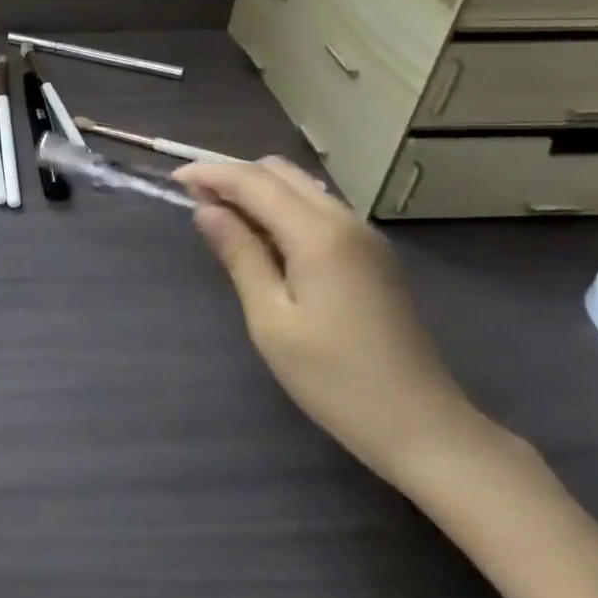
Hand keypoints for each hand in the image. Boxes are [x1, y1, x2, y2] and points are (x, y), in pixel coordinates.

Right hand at [175, 156, 499, 492]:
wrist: (422, 425)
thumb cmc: (334, 379)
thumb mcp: (271, 320)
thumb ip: (239, 255)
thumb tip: (206, 209)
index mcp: (318, 234)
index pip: (254, 181)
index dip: (211, 174)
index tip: (175, 180)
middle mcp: (345, 220)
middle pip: (280, 172)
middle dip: (234, 176)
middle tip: (197, 202)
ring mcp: (364, 236)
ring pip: (301, 186)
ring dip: (259, 190)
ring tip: (224, 219)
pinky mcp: (372, 254)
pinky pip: (318, 208)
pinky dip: (283, 207)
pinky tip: (265, 238)